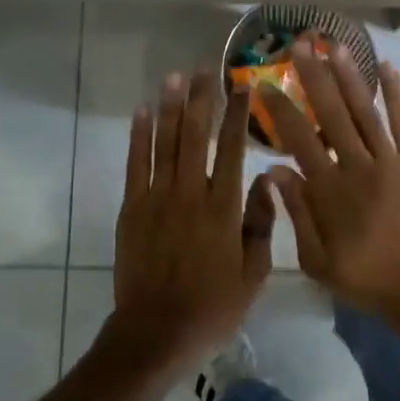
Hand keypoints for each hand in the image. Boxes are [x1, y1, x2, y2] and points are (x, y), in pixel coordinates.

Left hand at [109, 67, 273, 371]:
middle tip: (204, 68)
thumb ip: (262, 223)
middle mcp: (190, 193)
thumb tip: (267, 180)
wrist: (157, 332)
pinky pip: (135, 164)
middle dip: (201, 98)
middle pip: (195, 135)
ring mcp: (157, 198)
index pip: (233, 148)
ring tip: (175, 77)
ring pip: (164, 142)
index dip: (237, 114)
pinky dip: (139, 136)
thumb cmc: (213, 306)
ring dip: (170, 107)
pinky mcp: (132, 209)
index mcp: (224, 207)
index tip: (241, 86)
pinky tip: (143, 112)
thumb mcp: (255, 273)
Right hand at [261, 43, 399, 334]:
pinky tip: (387, 69)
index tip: (265, 84)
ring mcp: (391, 161)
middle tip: (300, 45)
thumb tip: (274, 170)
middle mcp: (358, 166)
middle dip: (314, 76)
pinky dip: (397, 95)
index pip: (299, 139)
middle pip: (332, 113)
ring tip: (335, 46)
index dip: (280, 109)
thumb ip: (297, 212)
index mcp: (330, 190)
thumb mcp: (318, 260)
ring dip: (350, 76)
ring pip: (366, 111)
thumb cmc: (367, 278)